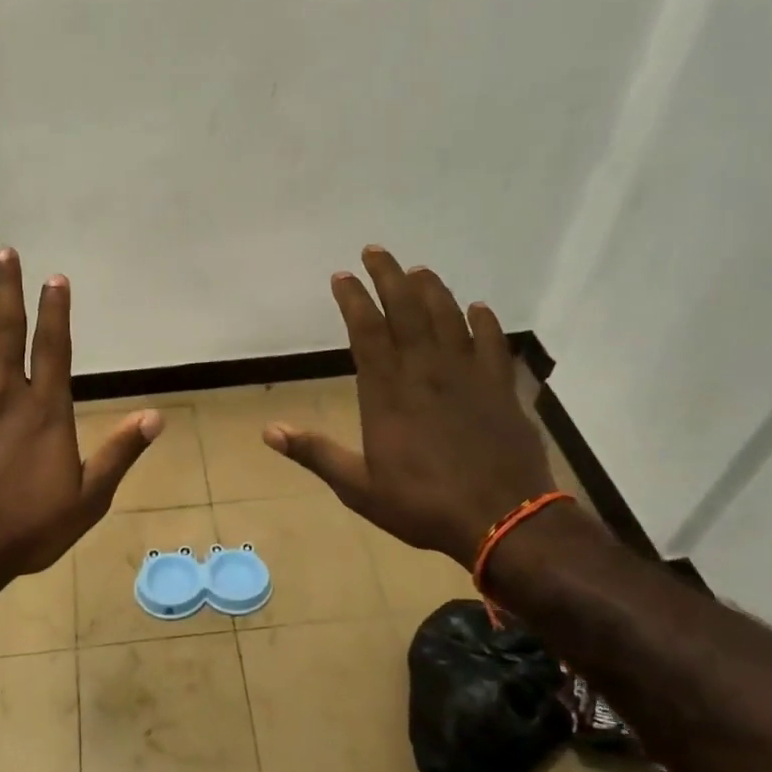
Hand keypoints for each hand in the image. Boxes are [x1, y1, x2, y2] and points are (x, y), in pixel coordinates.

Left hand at [0, 248, 162, 590]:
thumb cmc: (28, 527)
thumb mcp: (89, 498)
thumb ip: (120, 453)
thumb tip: (155, 416)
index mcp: (45, 410)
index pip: (54, 347)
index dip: (56, 310)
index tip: (55, 278)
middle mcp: (4, 395)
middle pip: (6, 332)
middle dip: (6, 290)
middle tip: (3, 253)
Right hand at [263, 245, 554, 569]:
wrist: (503, 519)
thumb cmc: (423, 504)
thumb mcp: (358, 487)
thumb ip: (315, 453)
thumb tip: (269, 431)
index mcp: (387, 391)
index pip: (366, 330)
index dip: (353, 299)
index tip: (342, 275)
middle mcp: (426, 370)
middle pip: (406, 309)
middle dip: (388, 275)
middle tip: (376, 251)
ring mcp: (468, 374)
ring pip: (448, 316)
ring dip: (432, 289)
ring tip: (419, 271)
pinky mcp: (501, 386)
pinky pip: (493, 342)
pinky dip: (484, 321)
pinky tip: (478, 309)